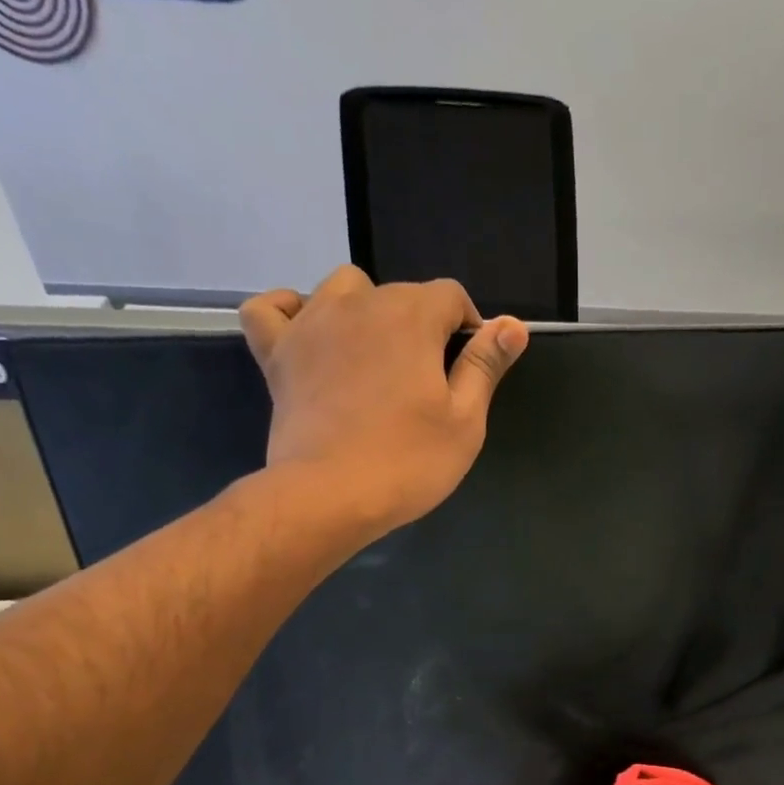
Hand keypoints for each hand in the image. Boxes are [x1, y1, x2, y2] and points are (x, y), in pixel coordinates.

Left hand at [239, 267, 528, 540]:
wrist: (331, 495)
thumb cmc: (409, 462)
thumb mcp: (465, 421)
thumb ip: (485, 365)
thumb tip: (513, 324)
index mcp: (412, 317)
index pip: (451, 296)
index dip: (468, 326)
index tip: (469, 367)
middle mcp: (360, 304)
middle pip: (400, 294)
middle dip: (421, 326)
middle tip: (426, 383)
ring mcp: (312, 324)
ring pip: (342, 289)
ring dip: (364, 311)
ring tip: (374, 357)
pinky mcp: (278, 352)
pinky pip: (271, 309)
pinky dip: (289, 312)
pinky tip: (307, 332)